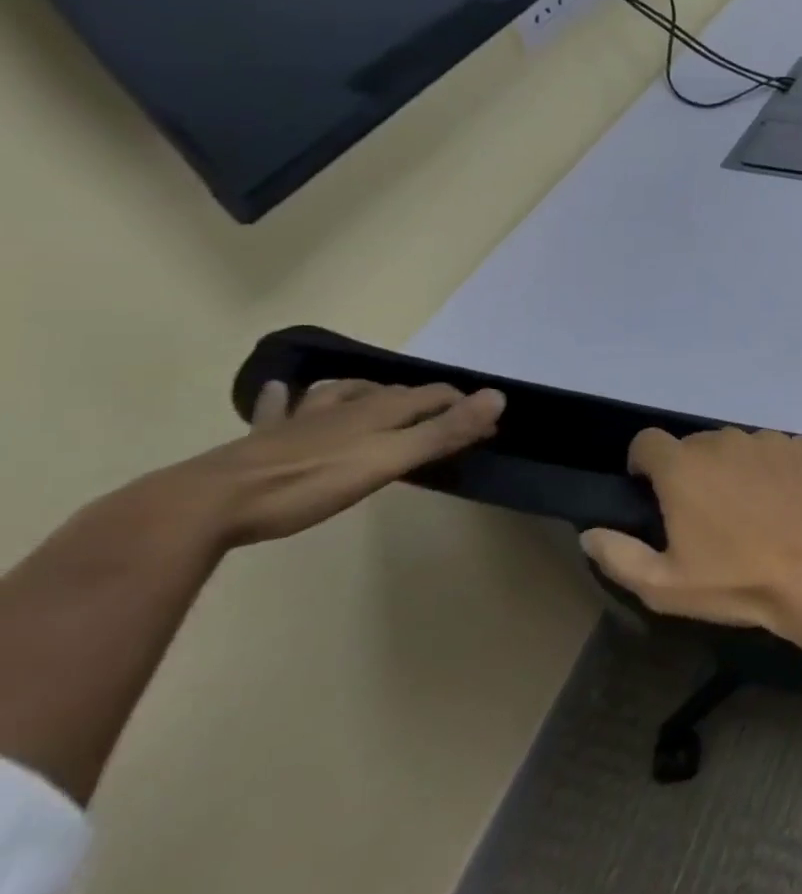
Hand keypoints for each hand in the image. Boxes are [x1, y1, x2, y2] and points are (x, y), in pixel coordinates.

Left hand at [90, 379, 504, 551]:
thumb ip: (445, 431)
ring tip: (376, 393)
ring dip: (365, 390)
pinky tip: (282, 390)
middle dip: (424, 400)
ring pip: (341, 392)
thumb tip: (499, 396)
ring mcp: (302, 420)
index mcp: (380, 411)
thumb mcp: (392, 460)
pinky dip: (286, 397)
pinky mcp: (264, 440)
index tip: (486, 423)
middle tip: (442, 416)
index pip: (434, 396)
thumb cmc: (311, 483)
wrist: (210, 504)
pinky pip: (278, 408)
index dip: (464, 406)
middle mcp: (346, 406)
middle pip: (394, 393)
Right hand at [582, 427, 801, 637]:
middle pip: (698, 445)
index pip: (648, 442)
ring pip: (742, 447)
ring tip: (754, 510)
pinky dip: (778, 469)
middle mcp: (727, 440)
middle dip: (694, 471)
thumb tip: (590, 532)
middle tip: (708, 513)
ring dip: (738, 469)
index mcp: (685, 466)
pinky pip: (782, 450)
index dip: (645, 465)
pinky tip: (789, 502)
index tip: (653, 492)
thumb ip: (618, 555)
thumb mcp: (664, 586)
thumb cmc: (739, 582)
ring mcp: (773, 439)